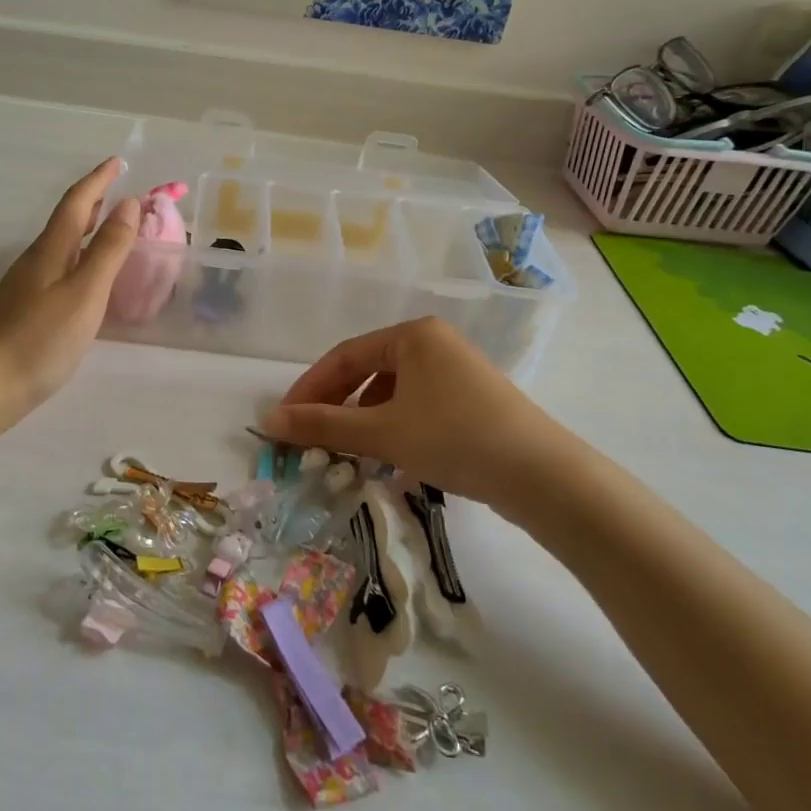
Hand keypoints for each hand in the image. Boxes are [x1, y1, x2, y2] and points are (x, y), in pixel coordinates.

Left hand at [0, 159, 138, 448]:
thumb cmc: (39, 340)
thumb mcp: (85, 293)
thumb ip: (108, 250)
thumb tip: (129, 204)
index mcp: (51, 250)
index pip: (77, 202)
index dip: (98, 180)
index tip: (117, 161)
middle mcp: (35, 261)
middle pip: (65, 221)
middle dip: (92, 201)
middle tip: (117, 190)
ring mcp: (24, 287)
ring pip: (60, 246)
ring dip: (85, 230)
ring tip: (108, 230)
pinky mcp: (21, 311)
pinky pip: (57, 269)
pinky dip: (77, 259)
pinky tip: (84, 279)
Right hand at [260, 317, 565, 511]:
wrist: (541, 475)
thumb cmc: (454, 438)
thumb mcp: (382, 432)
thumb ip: (323, 426)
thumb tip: (269, 422)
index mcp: (413, 334)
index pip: (345, 356)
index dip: (310, 387)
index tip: (285, 419)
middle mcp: (435, 343)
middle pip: (368, 370)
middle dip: (335, 404)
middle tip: (308, 436)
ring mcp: (457, 370)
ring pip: (393, 391)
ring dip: (363, 418)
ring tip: (345, 450)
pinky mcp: (473, 400)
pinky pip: (418, 405)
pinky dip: (393, 426)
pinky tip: (386, 455)